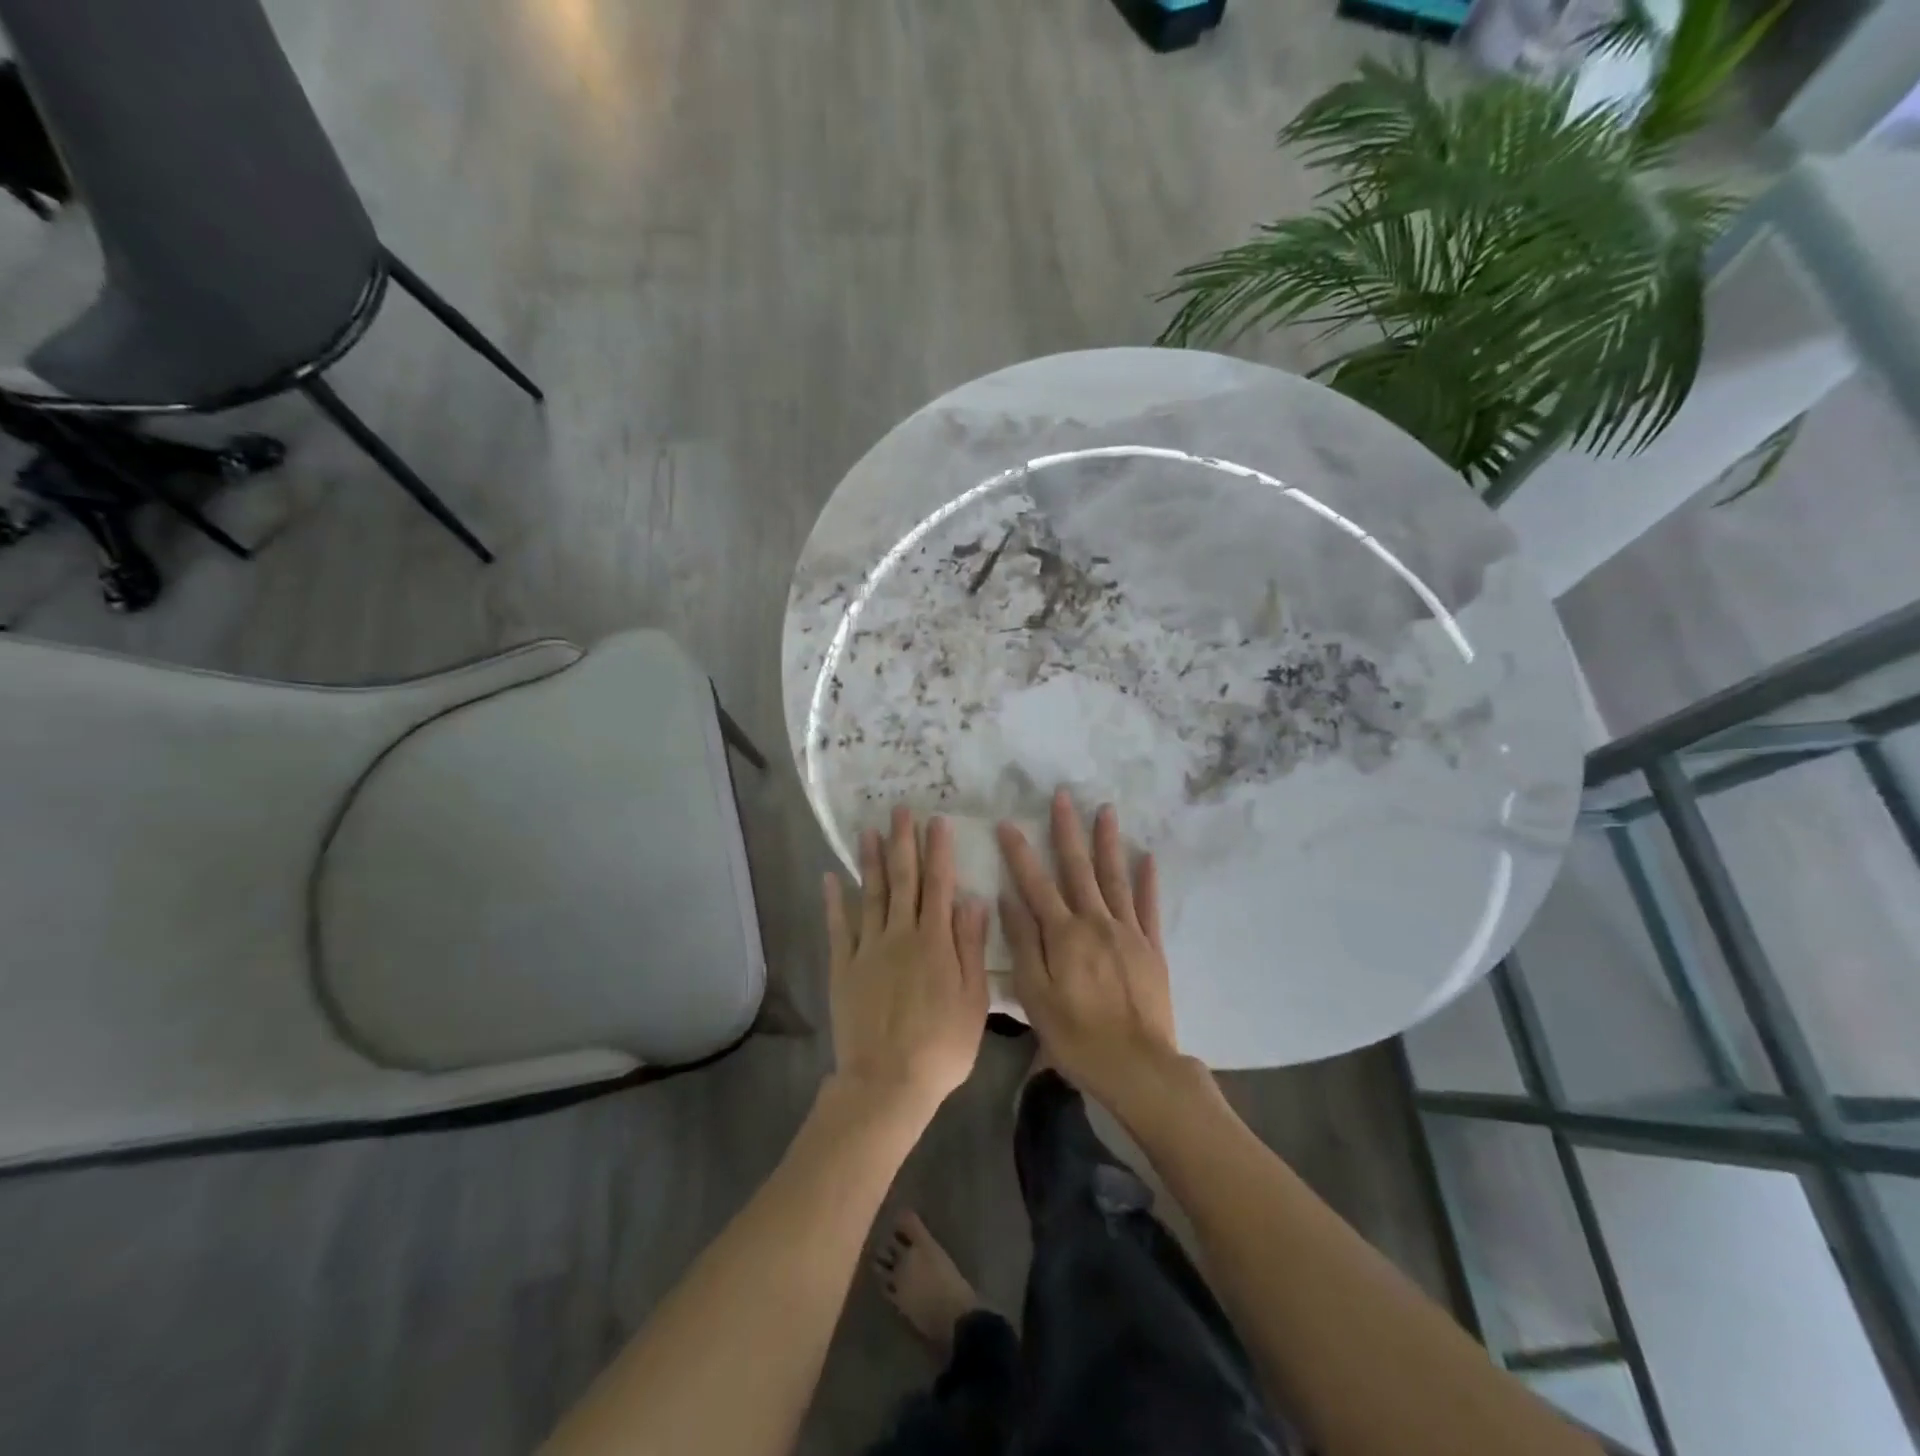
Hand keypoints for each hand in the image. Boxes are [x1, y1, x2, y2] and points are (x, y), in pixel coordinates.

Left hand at [824, 807, 991, 1117]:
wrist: (888, 1082)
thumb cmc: (941, 1046)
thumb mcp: (973, 1000)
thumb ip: (970, 947)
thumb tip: (973, 900)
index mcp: (935, 941)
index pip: (939, 885)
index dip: (939, 851)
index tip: (938, 821)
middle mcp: (900, 934)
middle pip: (903, 880)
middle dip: (903, 842)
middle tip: (900, 810)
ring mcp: (868, 949)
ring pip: (871, 894)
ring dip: (870, 860)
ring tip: (868, 830)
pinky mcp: (844, 967)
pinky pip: (839, 927)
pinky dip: (834, 901)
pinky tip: (830, 878)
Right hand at [997, 790, 1183, 1113]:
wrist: (1138, 1066)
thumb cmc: (1076, 1036)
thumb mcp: (1035, 995)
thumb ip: (1023, 944)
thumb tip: (1007, 899)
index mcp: (1063, 934)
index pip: (1035, 883)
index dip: (1019, 852)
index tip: (1007, 823)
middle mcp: (1095, 922)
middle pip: (1078, 868)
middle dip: (1067, 830)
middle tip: (1062, 796)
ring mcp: (1127, 931)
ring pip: (1114, 877)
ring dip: (1107, 841)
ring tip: (1105, 809)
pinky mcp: (1151, 946)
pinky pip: (1148, 905)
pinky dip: (1147, 879)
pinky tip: (1146, 855)